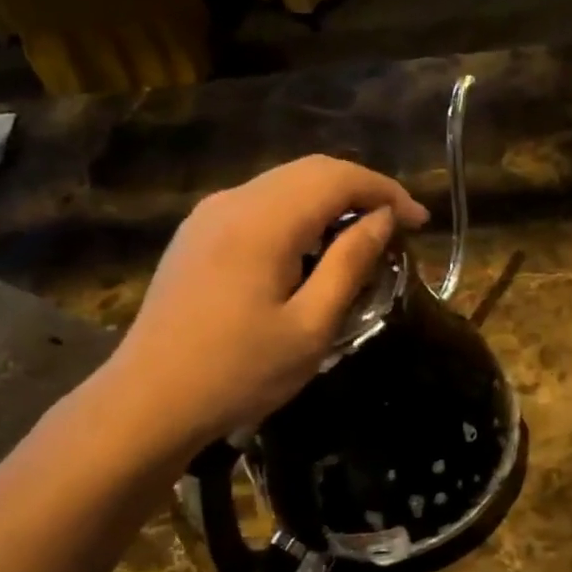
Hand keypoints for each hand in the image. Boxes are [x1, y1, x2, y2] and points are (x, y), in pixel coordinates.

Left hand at [95, 155, 427, 459]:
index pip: (337, 178)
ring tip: (364, 237)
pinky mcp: (196, 235)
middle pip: (310, 171)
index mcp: (263, 222)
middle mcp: (232, 202)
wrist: (150, 401)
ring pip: (283, 185)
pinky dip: (299, 214)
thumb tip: (383, 220)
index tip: (420, 221)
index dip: (386, 192)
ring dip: (330, 200)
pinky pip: (259, 205)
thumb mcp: (310, 327)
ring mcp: (208, 215)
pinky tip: (313, 248)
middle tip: (400, 227)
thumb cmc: (239, 373)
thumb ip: (349, 264)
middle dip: (362, 190)